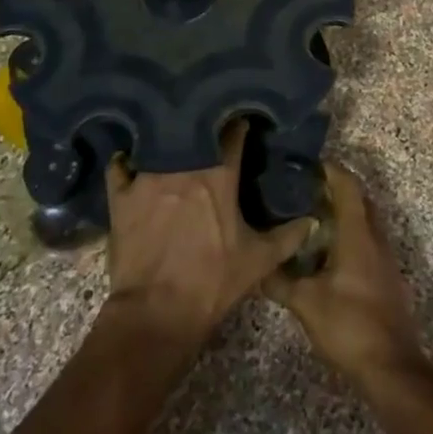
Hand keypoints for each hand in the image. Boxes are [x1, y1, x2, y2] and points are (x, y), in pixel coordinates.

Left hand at [103, 122, 310, 348]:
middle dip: (202, 124)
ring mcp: (148, 177)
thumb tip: (312, 221)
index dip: (239, 124)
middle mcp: (183, 166)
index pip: (233, 134)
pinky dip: (126, 160)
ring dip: (166, 138)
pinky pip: (120, 165)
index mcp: (219, 176)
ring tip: (170, 135)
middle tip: (207, 125)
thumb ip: (287, 238)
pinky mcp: (121, 195)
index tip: (242, 120)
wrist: (156, 314)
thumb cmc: (212, 283)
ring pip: (157, 142)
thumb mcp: (257, 261)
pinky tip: (130, 159)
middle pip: (193, 130)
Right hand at [263, 163, 423, 386]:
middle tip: (303, 190)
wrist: (392, 368)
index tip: (305, 165)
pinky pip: (368, 241)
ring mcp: (385, 258)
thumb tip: (255, 267)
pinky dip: (350, 235)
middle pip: (359, 199)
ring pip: (365, 221)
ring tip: (311, 217)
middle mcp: (376, 237)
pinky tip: (328, 253)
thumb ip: (279, 282)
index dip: (329, 169)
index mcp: (358, 234)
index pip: (348, 185)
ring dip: (343, 213)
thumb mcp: (306, 303)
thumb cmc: (349, 325)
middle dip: (334, 188)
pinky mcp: (387, 277)